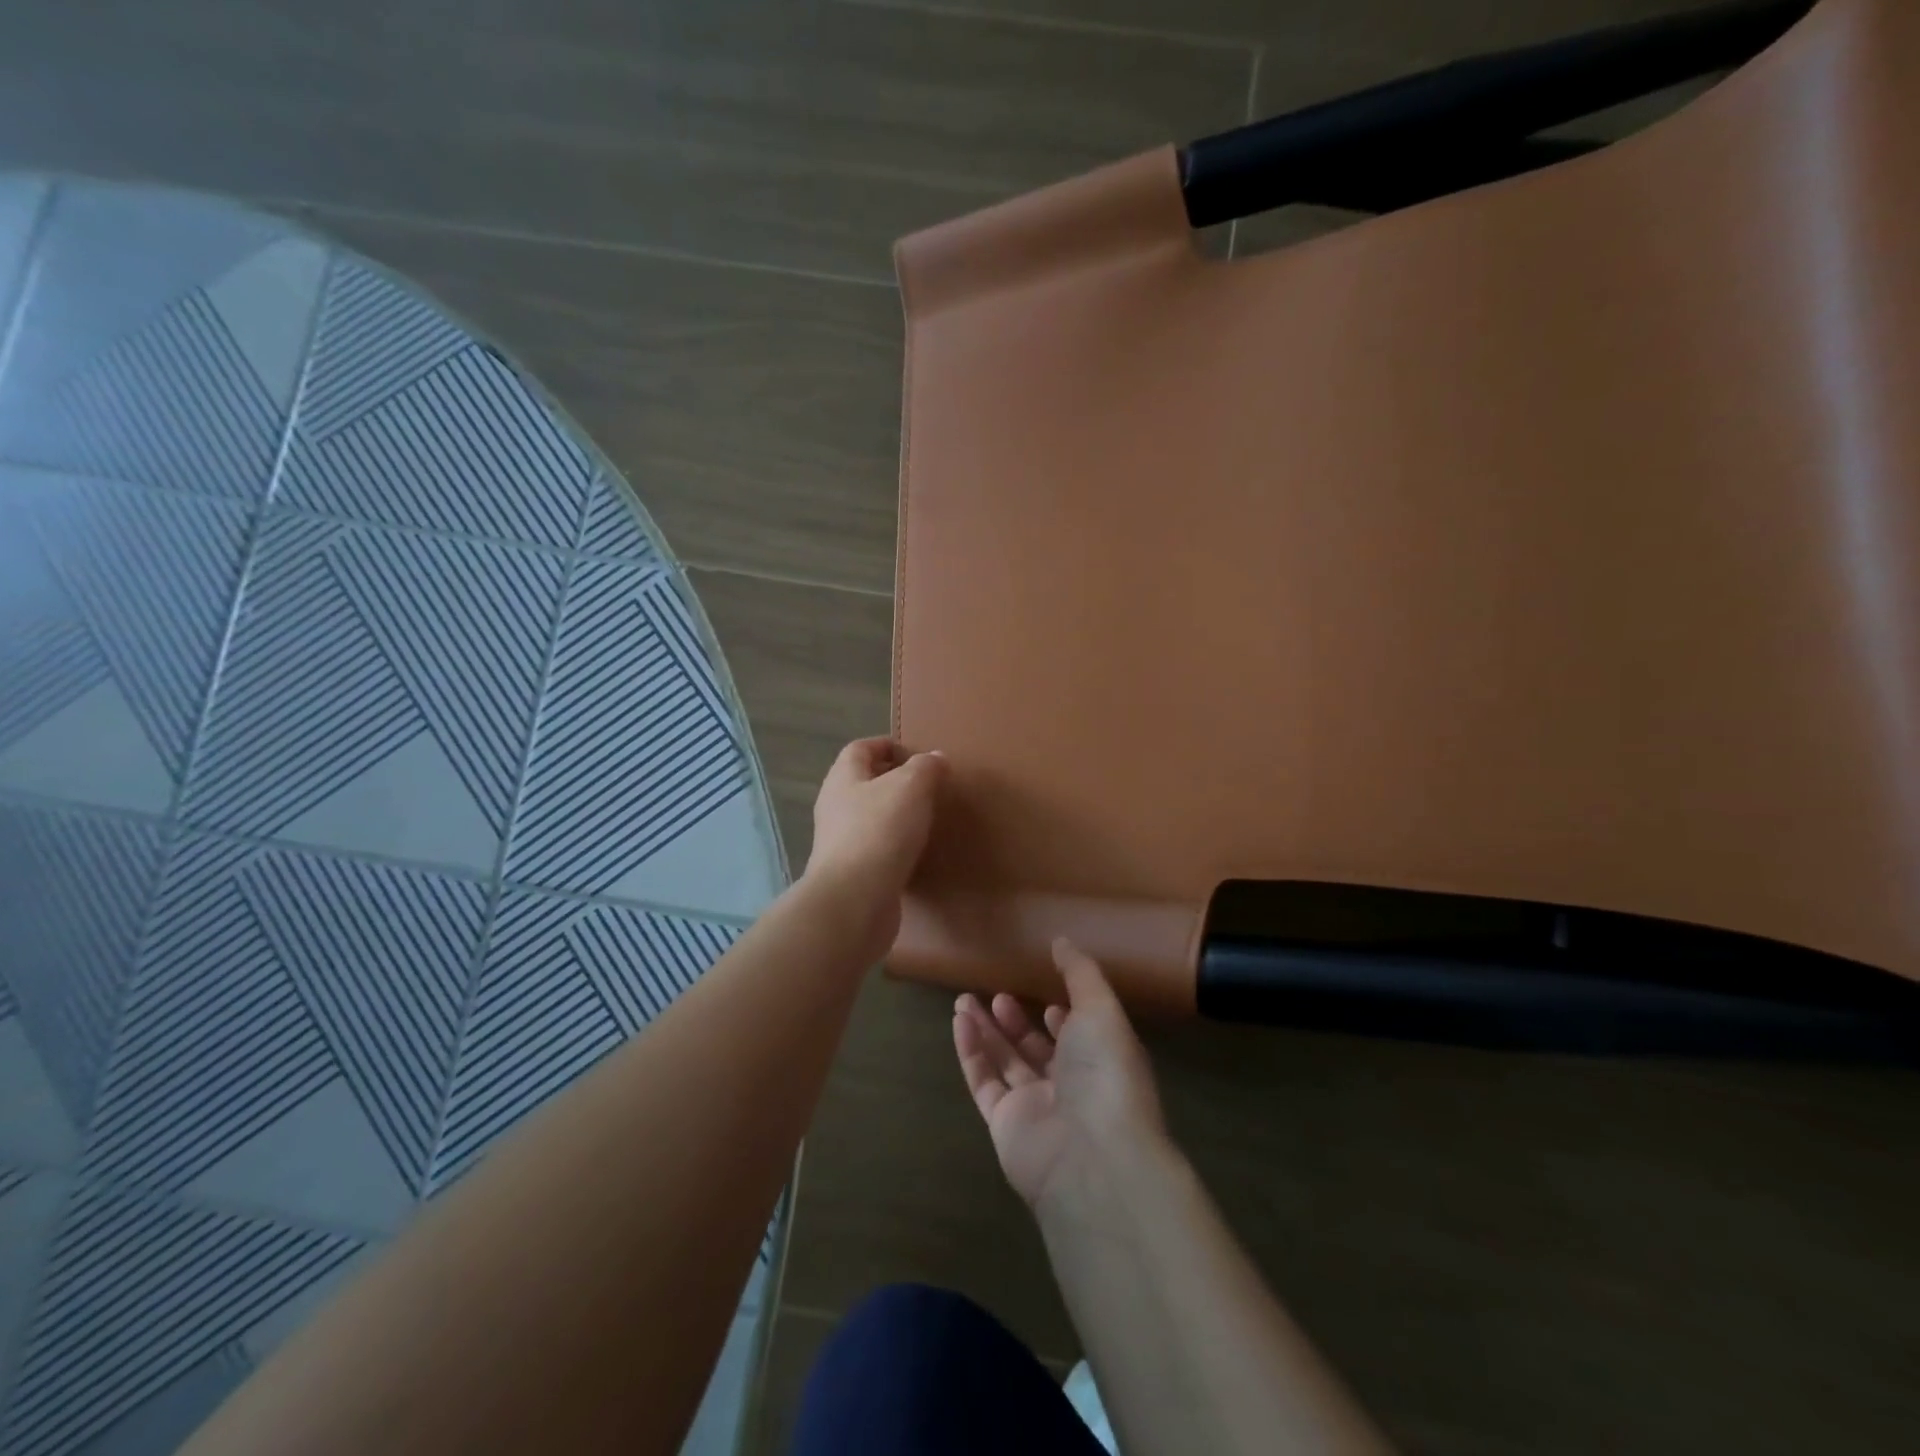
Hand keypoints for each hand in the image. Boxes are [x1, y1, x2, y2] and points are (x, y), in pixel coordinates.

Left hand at [805, 737, 946, 937]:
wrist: (855, 901)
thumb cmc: (880, 831)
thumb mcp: (911, 787)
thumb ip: (926, 767)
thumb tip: (935, 758)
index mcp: (843, 779)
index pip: (860, 749)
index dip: (886, 745)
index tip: (916, 753)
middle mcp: (835, 807)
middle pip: (864, 783)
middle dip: (894, 781)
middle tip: (928, 787)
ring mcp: (841, 843)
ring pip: (870, 818)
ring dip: (896, 815)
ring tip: (927, 818)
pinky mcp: (852, 874)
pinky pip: (876, 849)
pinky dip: (896, 847)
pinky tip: (917, 853)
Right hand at [953, 939, 1166, 1209]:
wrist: (1093, 1156)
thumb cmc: (1105, 1073)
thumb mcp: (1101, 1009)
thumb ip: (1080, 973)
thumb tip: (1062, 941)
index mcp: (1101, 1062)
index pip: (1080, 1038)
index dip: (1063, 1018)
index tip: (1044, 995)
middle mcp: (1071, 1086)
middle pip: (1037, 1050)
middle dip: (1016, 1022)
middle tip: (996, 994)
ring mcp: (1036, 1108)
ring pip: (1006, 1062)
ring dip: (986, 1030)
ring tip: (963, 999)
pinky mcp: (1005, 1125)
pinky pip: (984, 1081)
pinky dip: (971, 1052)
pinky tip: (958, 1021)